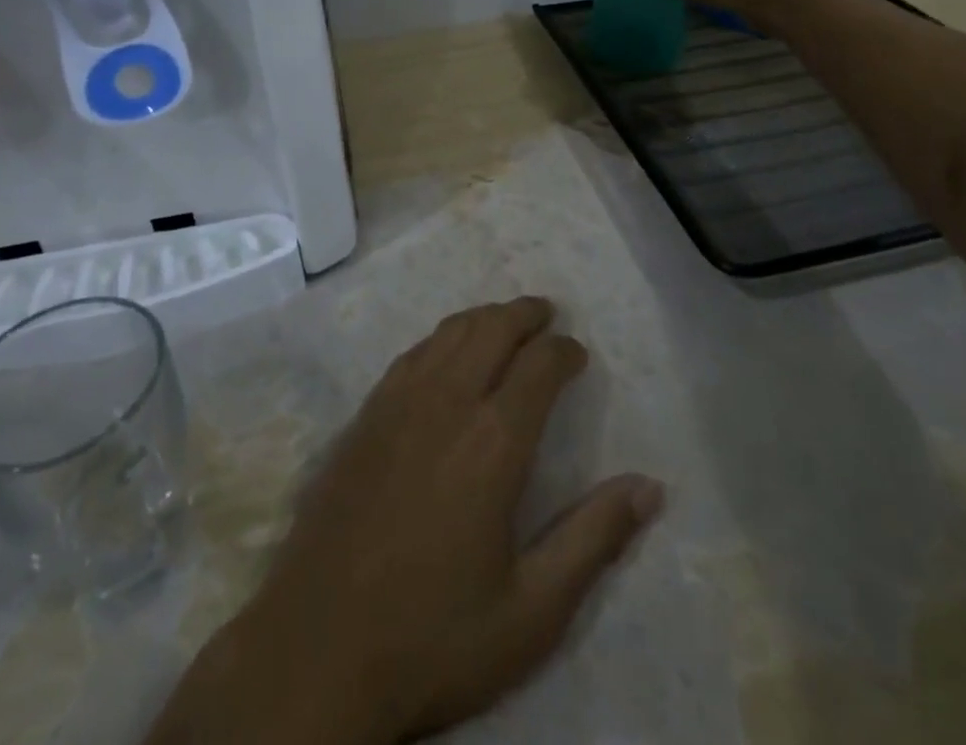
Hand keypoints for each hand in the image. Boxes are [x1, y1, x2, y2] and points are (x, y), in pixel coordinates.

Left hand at [148, 299, 663, 744]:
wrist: (316, 653)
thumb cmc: (434, 637)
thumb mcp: (531, 611)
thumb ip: (594, 540)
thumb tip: (649, 487)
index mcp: (494, 442)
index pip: (540, 364)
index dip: (564, 350)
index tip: (578, 355)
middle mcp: (447, 402)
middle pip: (492, 328)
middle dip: (525, 314)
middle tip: (546, 314)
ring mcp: (397, 404)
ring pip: (449, 332)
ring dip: (483, 318)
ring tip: (504, 321)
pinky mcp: (363, 417)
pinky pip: (411, 354)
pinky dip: (441, 338)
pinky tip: (445, 352)